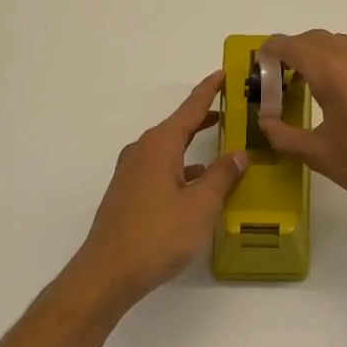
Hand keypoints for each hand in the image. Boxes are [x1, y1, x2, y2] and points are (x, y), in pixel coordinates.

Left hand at [68, 72, 247, 306]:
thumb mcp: (201, 205)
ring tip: (222, 148)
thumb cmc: (158, 235)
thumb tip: (239, 153)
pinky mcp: (127, 193)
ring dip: (193, 146)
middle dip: (204, 118)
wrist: (107, 274)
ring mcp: (131, 173)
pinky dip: (181, 168)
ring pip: (169, 150)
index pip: (190, 109)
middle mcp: (142, 151)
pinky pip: (161, 169)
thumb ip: (221, 176)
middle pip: (178, 126)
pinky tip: (197, 185)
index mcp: (160, 145)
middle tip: (232, 109)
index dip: (209, 90)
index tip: (224, 72)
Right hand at [259, 31, 346, 230]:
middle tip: (287, 82)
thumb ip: (283, 135)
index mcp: (333, 71)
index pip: (291, 45)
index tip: (263, 67)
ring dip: (327, 58)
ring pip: (346, 45)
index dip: (271, 52)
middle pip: (317, 39)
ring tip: (323, 90)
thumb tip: (266, 122)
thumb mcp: (319, 155)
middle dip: (297, 54)